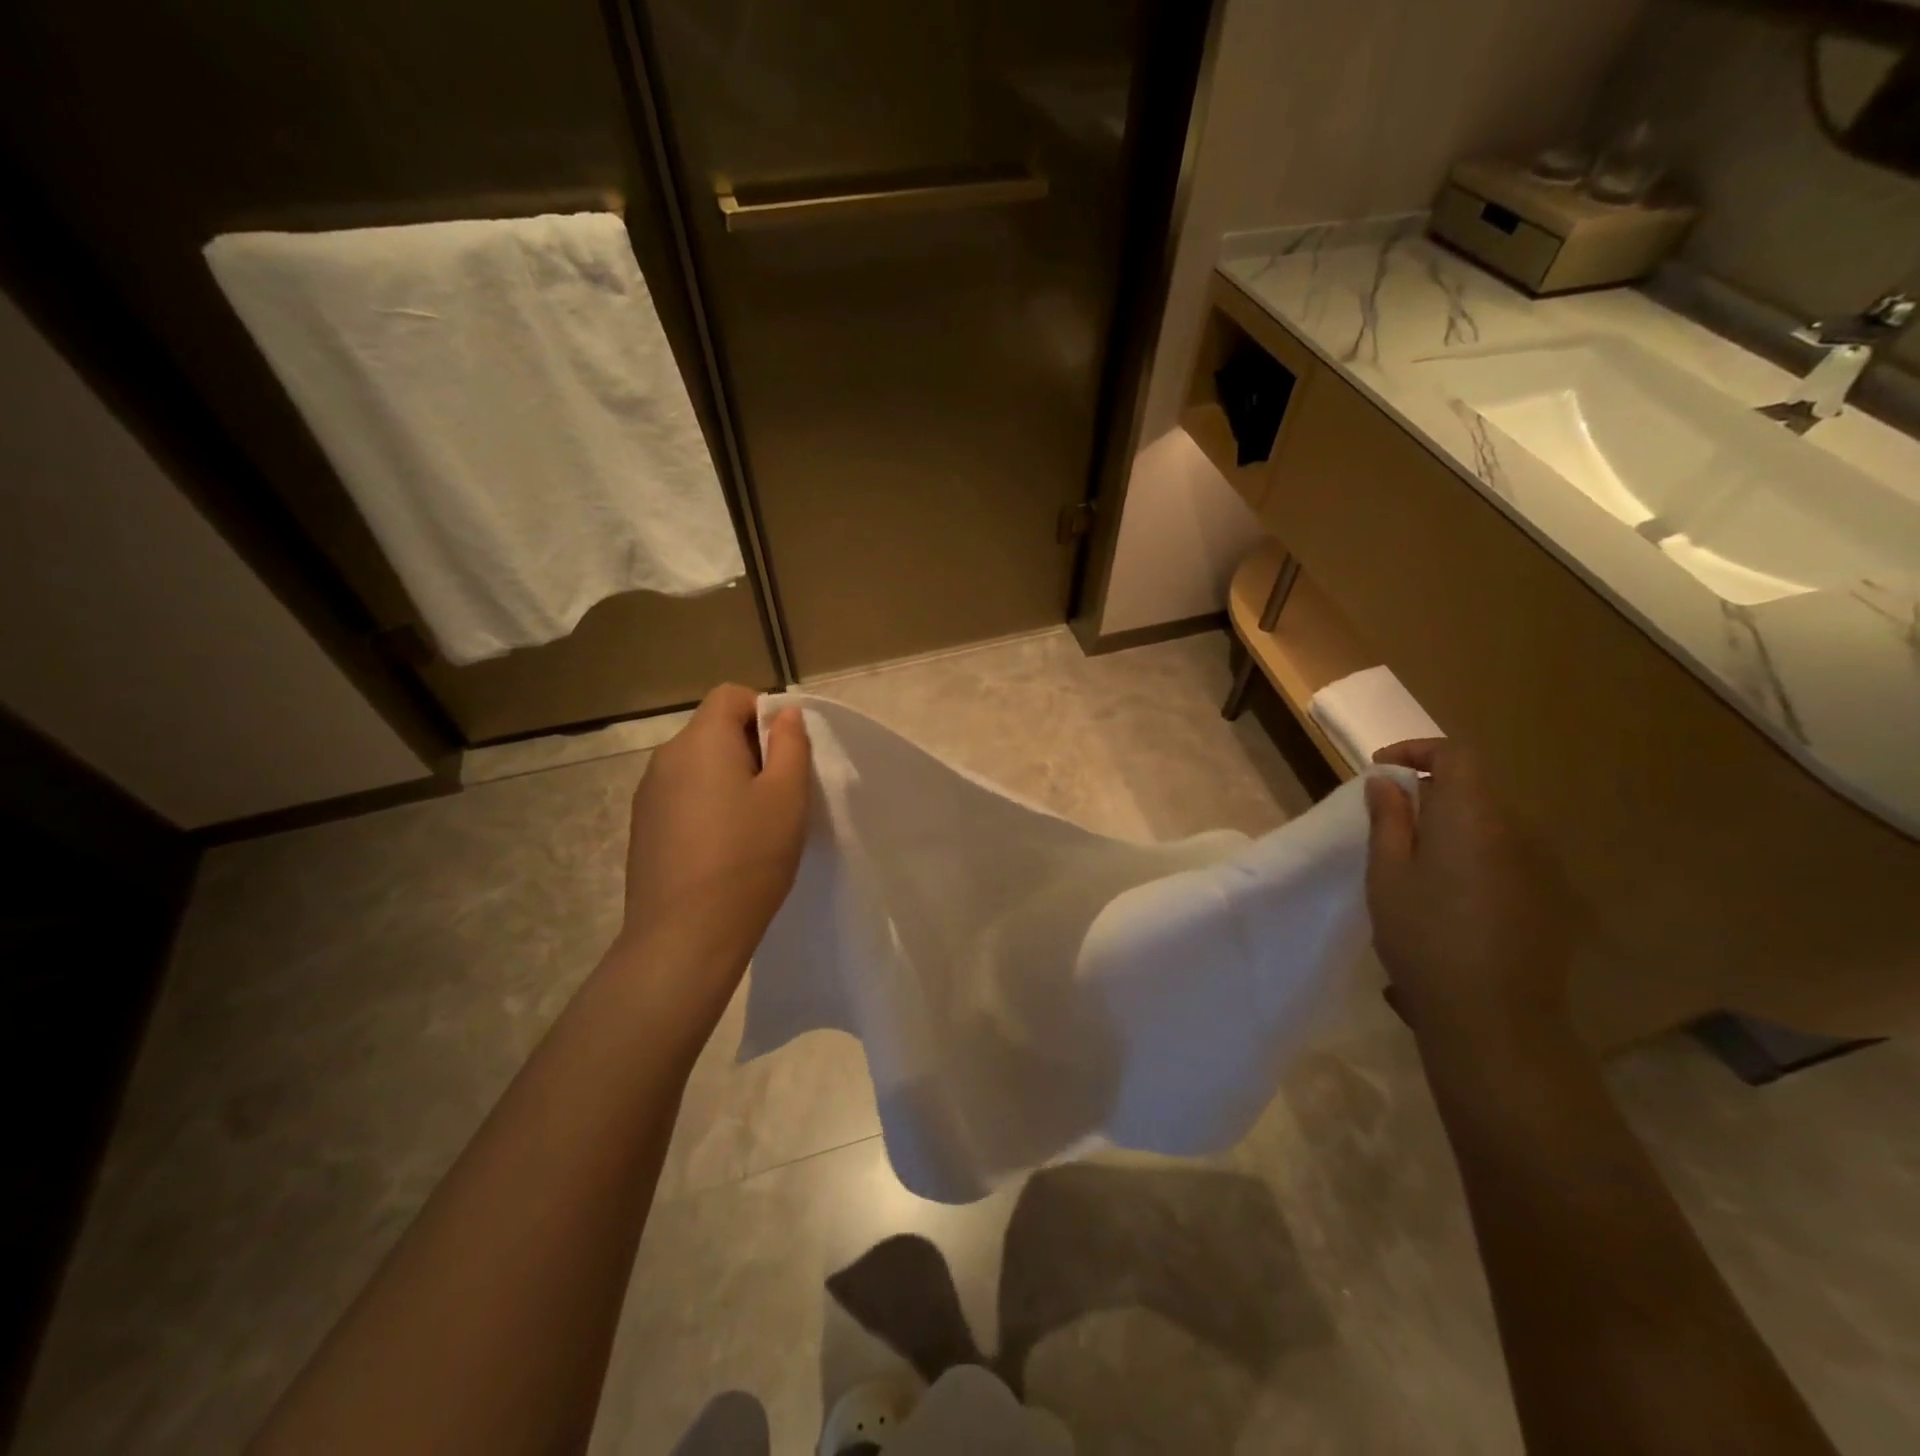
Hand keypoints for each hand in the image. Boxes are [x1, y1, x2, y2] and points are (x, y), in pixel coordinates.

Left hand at [612, 684, 810, 1023]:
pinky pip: (682, 797)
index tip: (784, 754)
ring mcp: (648, 795)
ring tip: (752, 827)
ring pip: (697, 767)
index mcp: (701, 741)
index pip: (729, 695)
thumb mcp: (787, 797)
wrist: (684, 936)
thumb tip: (783, 712)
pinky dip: (706, 807)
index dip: (763, 711)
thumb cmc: (748, 858)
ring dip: (727, 780)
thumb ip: (790, 744)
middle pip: (712, 730)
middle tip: (778, 795)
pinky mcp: (643, 828)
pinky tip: (722, 849)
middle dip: (749, 749)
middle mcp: (665, 758)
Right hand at [1364, 739, 1573, 1045]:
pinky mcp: (1547, 898)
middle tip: (1388, 817)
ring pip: (1490, 823)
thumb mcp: (1387, 874)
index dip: (1416, 750)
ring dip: (1451, 824)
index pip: (1454, 754)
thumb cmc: (1424, 937)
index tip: (1380, 769)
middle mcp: (1515, 831)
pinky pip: (1505, 855)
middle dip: (1429, 790)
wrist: (1494, 1017)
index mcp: (1472, 817)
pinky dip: (1472, 853)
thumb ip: (1388, 820)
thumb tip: (1387, 781)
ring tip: (1413, 858)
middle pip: (1474, 788)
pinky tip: (1449, 894)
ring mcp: (1539, 866)